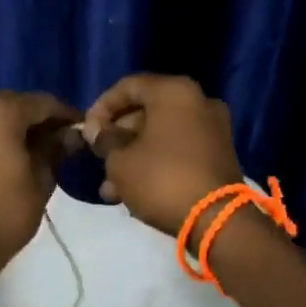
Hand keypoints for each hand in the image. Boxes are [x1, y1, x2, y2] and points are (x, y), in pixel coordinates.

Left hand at [0, 90, 80, 272]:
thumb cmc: (5, 212)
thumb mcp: (41, 179)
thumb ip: (55, 149)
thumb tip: (71, 134)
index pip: (41, 102)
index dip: (65, 114)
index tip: (81, 128)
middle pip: (13, 104)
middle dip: (37, 119)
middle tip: (60, 138)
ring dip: (14, 127)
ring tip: (37, 149)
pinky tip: (10, 156)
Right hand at [83, 74, 243, 234]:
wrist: (216, 219)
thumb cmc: (161, 179)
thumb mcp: (120, 160)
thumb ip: (104, 139)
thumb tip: (95, 130)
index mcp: (174, 91)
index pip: (128, 86)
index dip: (102, 107)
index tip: (87, 130)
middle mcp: (198, 101)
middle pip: (146, 111)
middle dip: (118, 136)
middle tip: (99, 158)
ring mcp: (212, 129)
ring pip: (161, 134)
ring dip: (133, 155)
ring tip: (110, 186)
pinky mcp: (218, 154)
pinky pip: (178, 149)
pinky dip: (155, 163)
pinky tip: (132, 191)